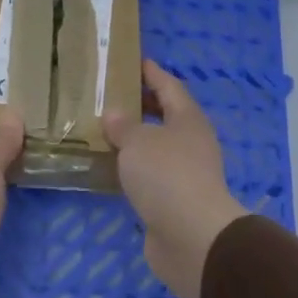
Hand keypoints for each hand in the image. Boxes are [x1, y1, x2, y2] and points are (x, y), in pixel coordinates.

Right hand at [104, 60, 247, 297]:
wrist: (191, 236)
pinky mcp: (174, 200)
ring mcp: (185, 173)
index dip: (152, 73)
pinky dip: (134, 167)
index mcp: (188, 119)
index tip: (136, 61)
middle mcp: (191, 142)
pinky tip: (112, 168)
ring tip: (106, 130)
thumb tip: (114, 114)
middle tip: (113, 96)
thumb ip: (123, 126)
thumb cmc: (166, 175)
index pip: (169, 87)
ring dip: (136, 139)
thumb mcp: (138, 142)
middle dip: (143, 105)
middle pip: (166, 116)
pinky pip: (151, 174)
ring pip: (158, 147)